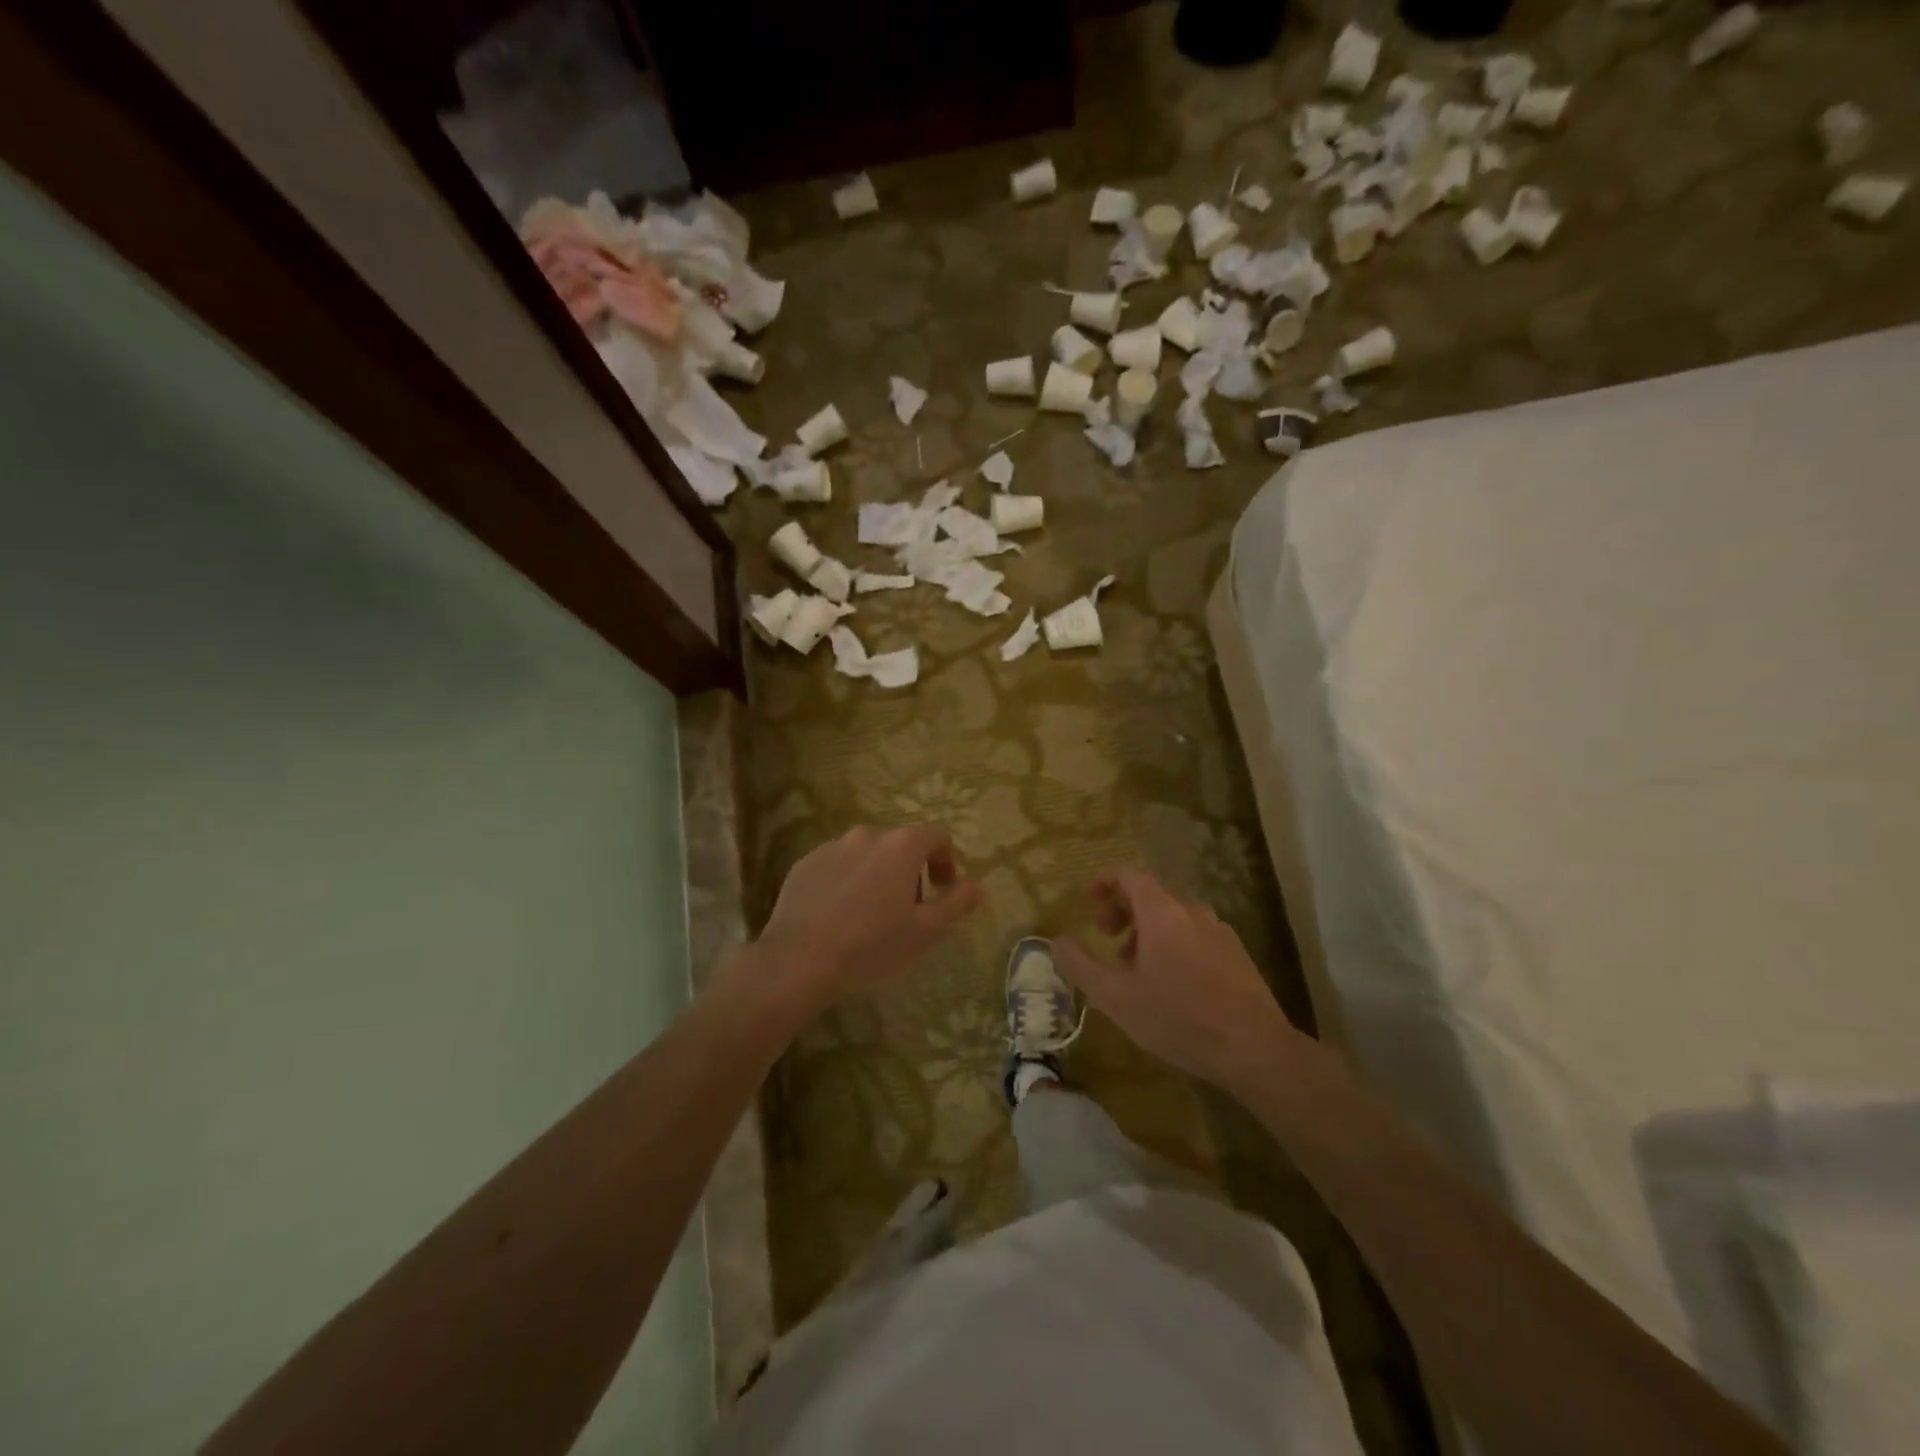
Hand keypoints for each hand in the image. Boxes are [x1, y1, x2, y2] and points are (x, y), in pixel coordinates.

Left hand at [752, 825, 981, 1015]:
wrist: (798, 961)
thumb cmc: (871, 945)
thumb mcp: (925, 932)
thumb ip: (956, 903)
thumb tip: (977, 885)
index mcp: (901, 845)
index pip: (936, 837)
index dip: (946, 862)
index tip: (944, 892)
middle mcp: (867, 835)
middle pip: (900, 844)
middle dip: (911, 871)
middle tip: (908, 911)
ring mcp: (831, 846)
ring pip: (867, 854)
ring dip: (878, 875)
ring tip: (872, 915)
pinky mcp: (805, 863)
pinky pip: (837, 865)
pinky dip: (847, 881)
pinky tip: (840, 916)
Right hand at [1054, 869, 1304, 1092]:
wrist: (1255, 1049)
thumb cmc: (1179, 1018)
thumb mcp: (1116, 998)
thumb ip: (1081, 966)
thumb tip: (1058, 942)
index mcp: (1162, 913)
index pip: (1130, 876)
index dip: (1106, 882)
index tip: (1089, 900)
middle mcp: (1193, 912)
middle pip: (1152, 894)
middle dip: (1123, 909)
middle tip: (1106, 937)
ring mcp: (1219, 932)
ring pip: (1174, 916)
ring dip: (1147, 930)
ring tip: (1134, 966)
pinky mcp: (1237, 954)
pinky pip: (1195, 934)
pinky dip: (1172, 943)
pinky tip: (1170, 983)